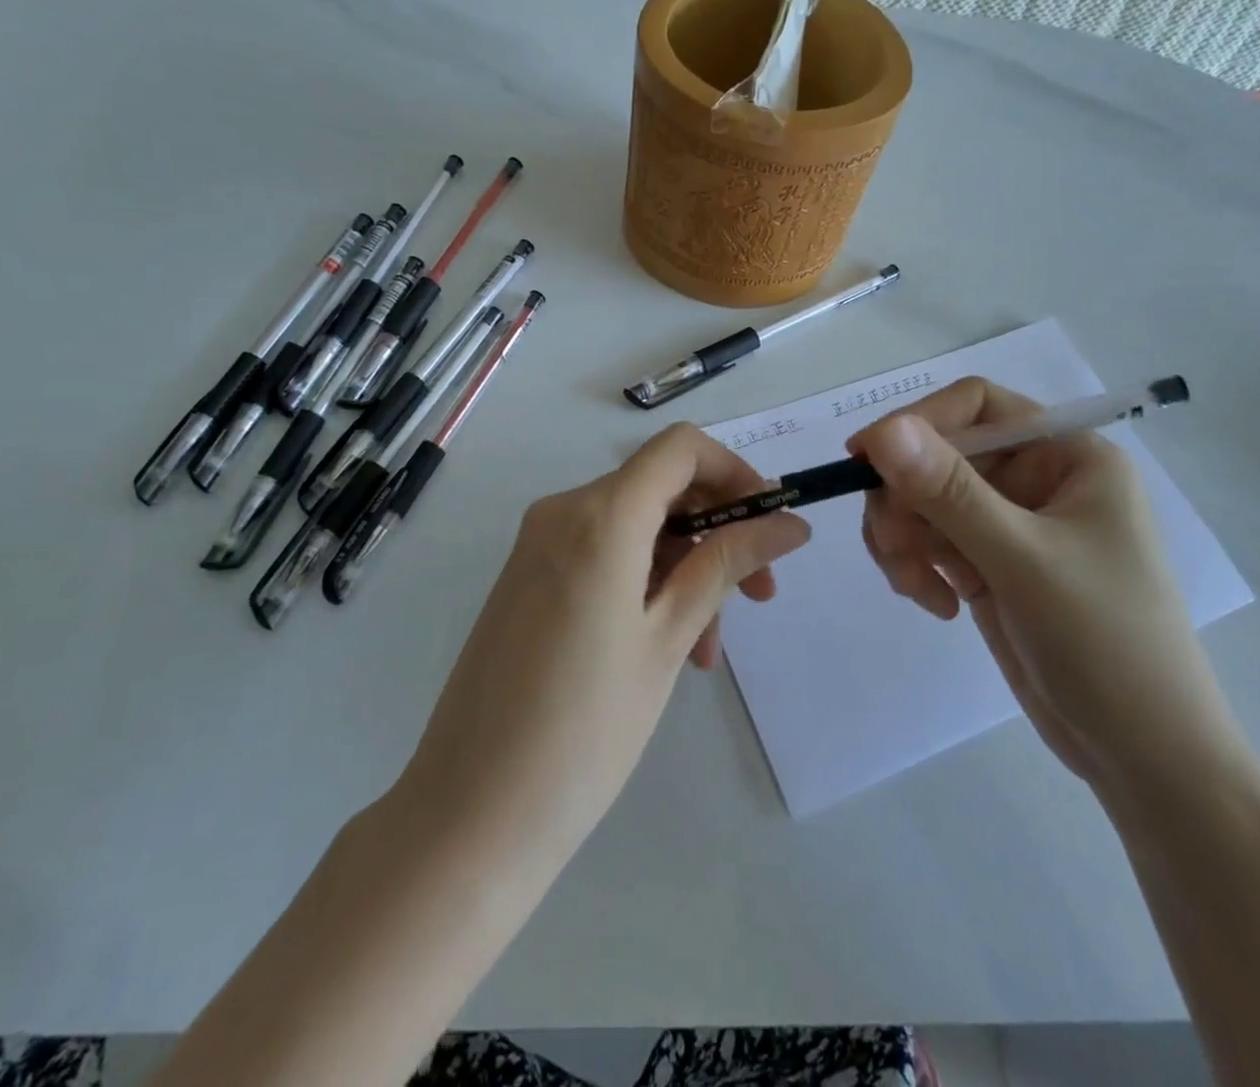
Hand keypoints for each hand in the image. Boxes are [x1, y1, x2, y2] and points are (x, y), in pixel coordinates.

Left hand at [396, 423, 809, 867]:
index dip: (735, 472)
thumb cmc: (585, 729)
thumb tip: (789, 523)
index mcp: (598, 515)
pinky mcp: (527, 577)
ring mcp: (537, 544)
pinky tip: (664, 647)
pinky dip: (644, 582)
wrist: (470, 812)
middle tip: (759, 597)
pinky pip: (602, 554)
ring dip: (683, 569)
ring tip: (705, 650)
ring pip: (635, 528)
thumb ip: (727, 566)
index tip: (769, 524)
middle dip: (717, 532)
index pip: (681, 448)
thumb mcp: (668, 639)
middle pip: (660, 488)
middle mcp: (562, 511)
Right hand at [849, 380, 1250, 803]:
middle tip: (895, 548)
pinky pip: (926, 540)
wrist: (1143, 756)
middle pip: (937, 455)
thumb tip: (882, 431)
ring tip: (914, 586)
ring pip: (921, 499)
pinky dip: (914, 565)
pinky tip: (936, 604)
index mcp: (1067, 456)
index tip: (863, 461)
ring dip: (903, 538)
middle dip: (905, 499)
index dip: (916, 423)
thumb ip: (950, 492)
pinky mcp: (986, 564)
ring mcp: (1008, 524)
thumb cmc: (1107, 645)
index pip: (975, 406)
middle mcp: (1035, 479)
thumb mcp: (1024, 561)